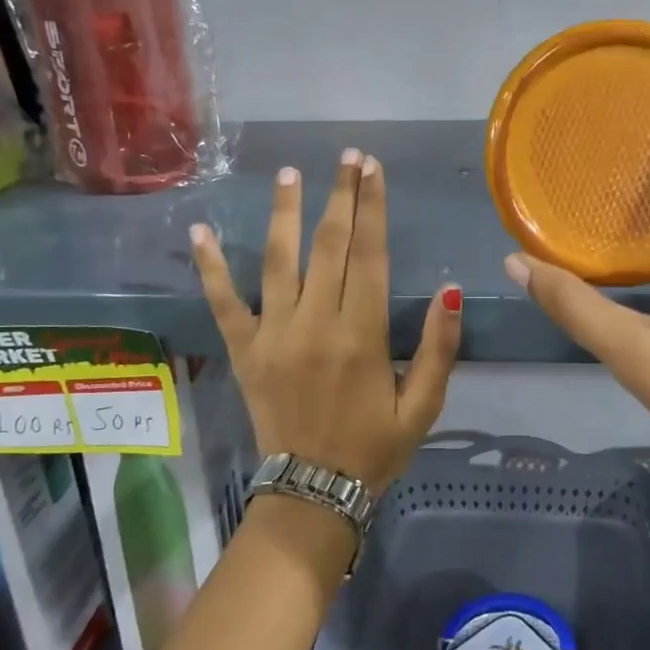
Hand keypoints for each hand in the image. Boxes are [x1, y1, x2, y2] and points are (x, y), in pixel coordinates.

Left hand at [192, 150, 462, 494]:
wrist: (313, 493)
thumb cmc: (375, 447)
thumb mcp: (423, 405)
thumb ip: (439, 347)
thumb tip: (449, 289)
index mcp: (362, 335)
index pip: (370, 255)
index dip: (373, 207)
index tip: (372, 168)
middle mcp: (315, 324)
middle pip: (329, 246)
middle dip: (340, 196)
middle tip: (347, 157)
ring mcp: (274, 335)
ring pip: (278, 260)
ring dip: (285, 213)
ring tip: (290, 174)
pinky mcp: (245, 351)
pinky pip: (223, 303)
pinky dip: (210, 267)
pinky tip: (200, 232)